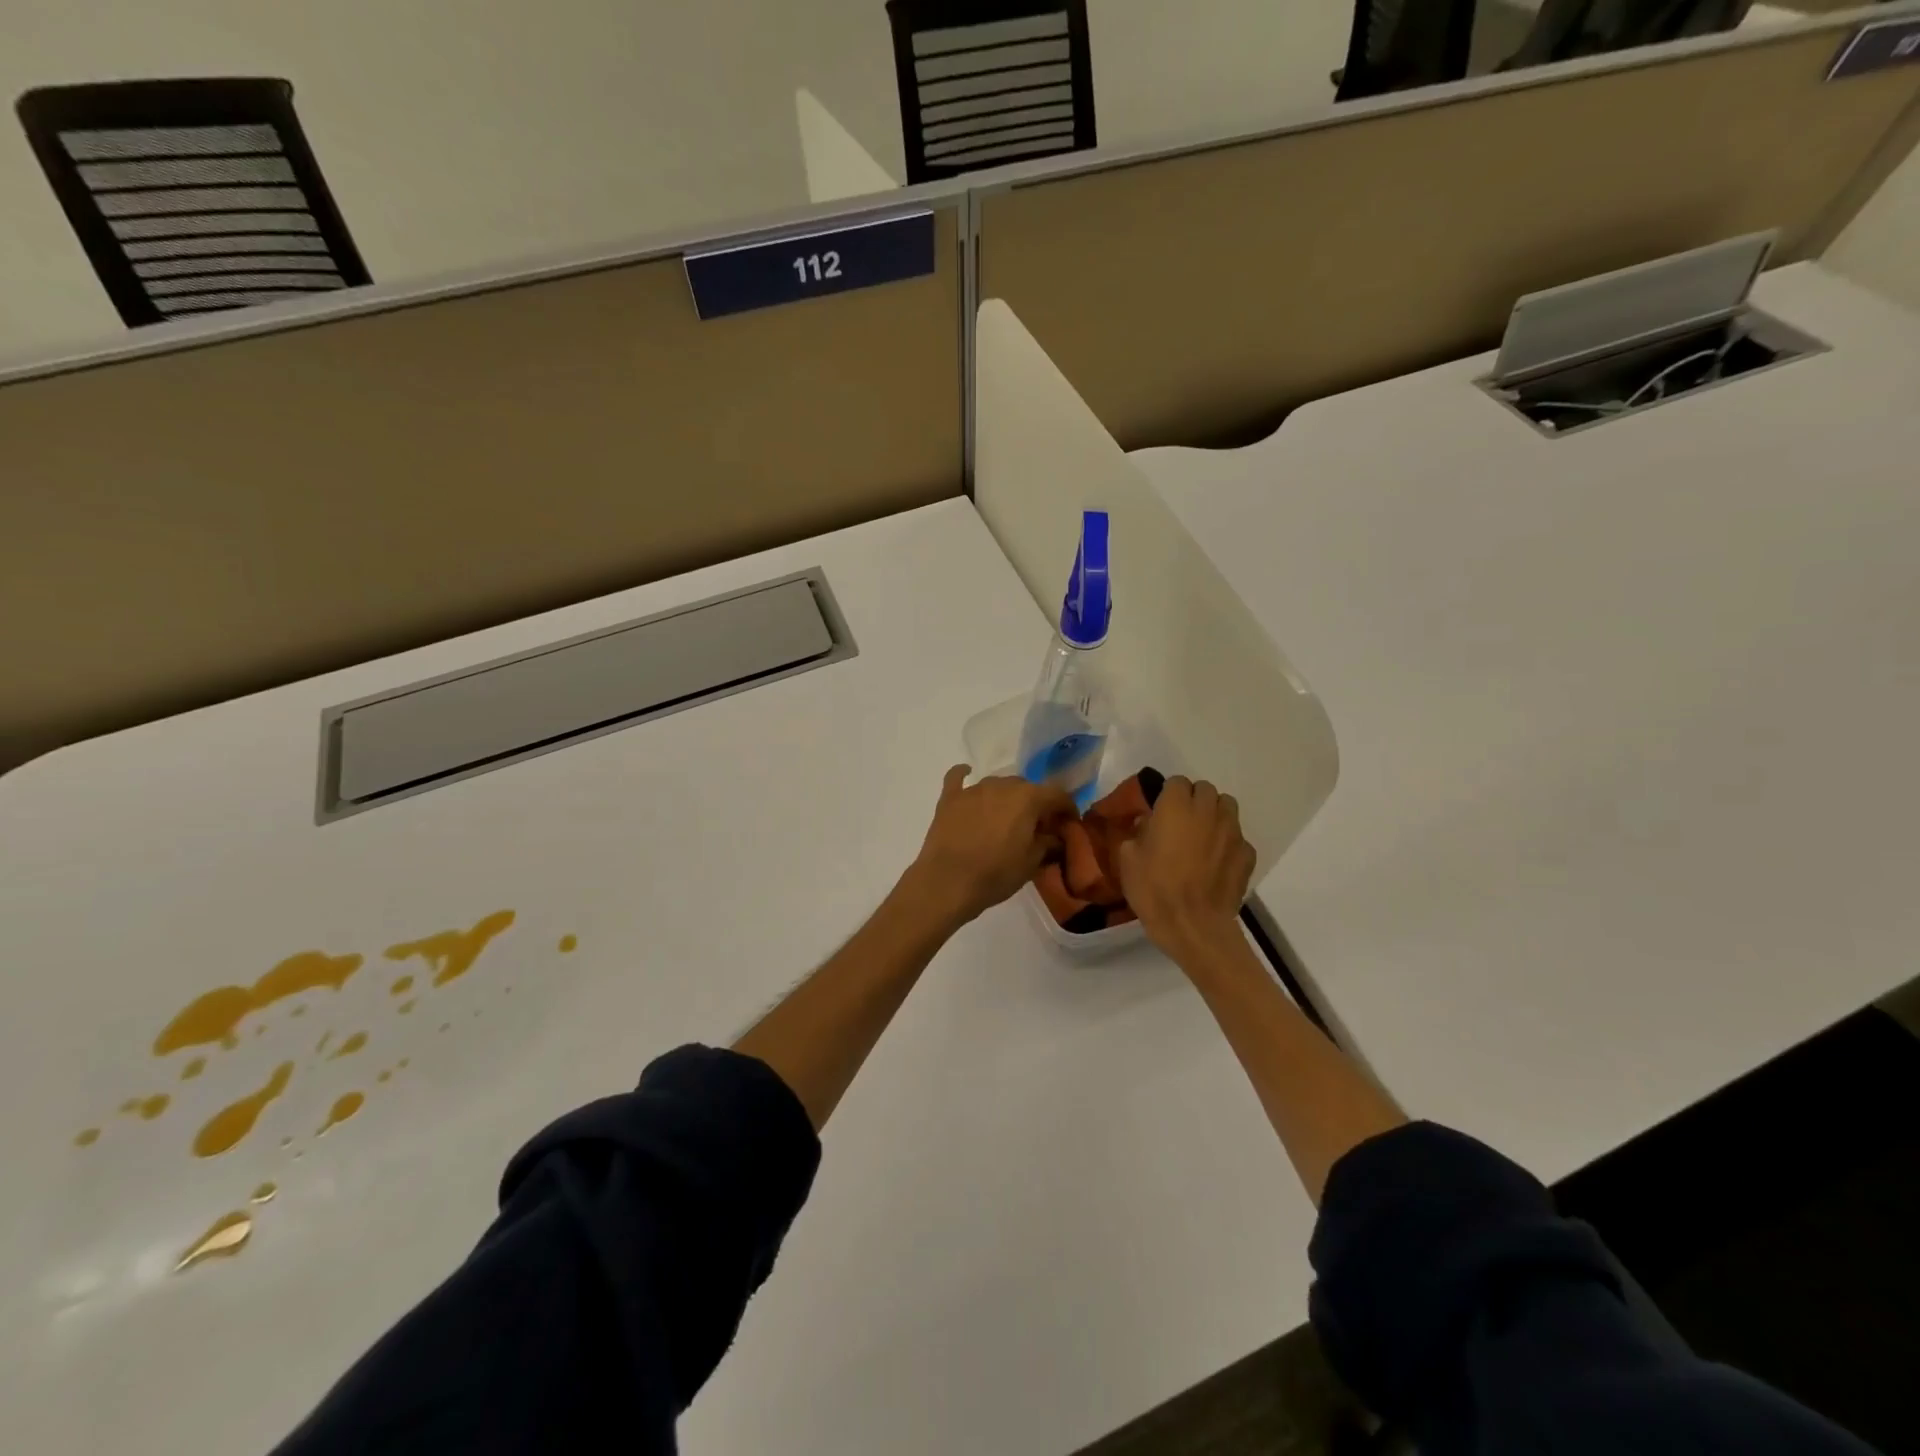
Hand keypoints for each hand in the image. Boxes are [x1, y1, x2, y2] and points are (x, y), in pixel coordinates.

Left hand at [905, 766, 1076, 927]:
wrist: (948, 882)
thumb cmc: (996, 874)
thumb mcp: (1031, 863)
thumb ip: (1048, 843)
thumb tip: (1055, 836)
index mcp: (1028, 798)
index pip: (1057, 794)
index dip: (1067, 808)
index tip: (1069, 823)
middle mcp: (1002, 785)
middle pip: (1027, 788)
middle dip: (1036, 804)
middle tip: (1037, 827)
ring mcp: (973, 789)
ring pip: (998, 785)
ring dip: (1007, 798)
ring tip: (1007, 819)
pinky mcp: (950, 798)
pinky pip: (958, 778)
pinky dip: (965, 776)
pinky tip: (967, 774)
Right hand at [1116, 776, 1256, 958]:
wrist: (1193, 926)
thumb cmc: (1154, 889)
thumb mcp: (1127, 858)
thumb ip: (1138, 832)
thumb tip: (1148, 824)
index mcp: (1176, 806)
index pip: (1176, 782)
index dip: (1167, 794)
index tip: (1159, 811)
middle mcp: (1207, 811)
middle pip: (1205, 789)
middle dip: (1193, 799)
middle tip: (1180, 821)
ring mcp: (1232, 832)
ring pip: (1227, 807)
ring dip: (1214, 814)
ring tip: (1202, 835)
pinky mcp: (1247, 854)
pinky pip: (1238, 838)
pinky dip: (1228, 843)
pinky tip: (1217, 861)